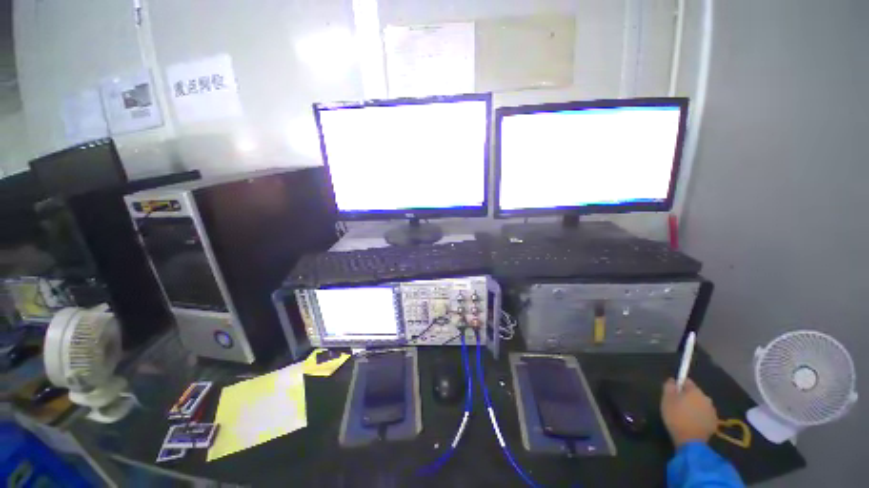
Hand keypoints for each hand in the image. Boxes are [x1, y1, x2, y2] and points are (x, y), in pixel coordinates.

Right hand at [660, 378, 717, 447]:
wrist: (690, 441)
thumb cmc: (676, 417)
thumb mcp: (666, 399)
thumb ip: (669, 386)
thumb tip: (672, 380)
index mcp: (694, 390)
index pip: (686, 381)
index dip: (679, 385)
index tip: (672, 392)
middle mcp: (706, 398)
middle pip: (695, 393)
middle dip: (687, 396)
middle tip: (677, 405)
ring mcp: (712, 411)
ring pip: (701, 404)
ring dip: (694, 406)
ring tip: (684, 415)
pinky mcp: (714, 423)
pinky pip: (705, 414)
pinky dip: (699, 416)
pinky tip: (691, 422)